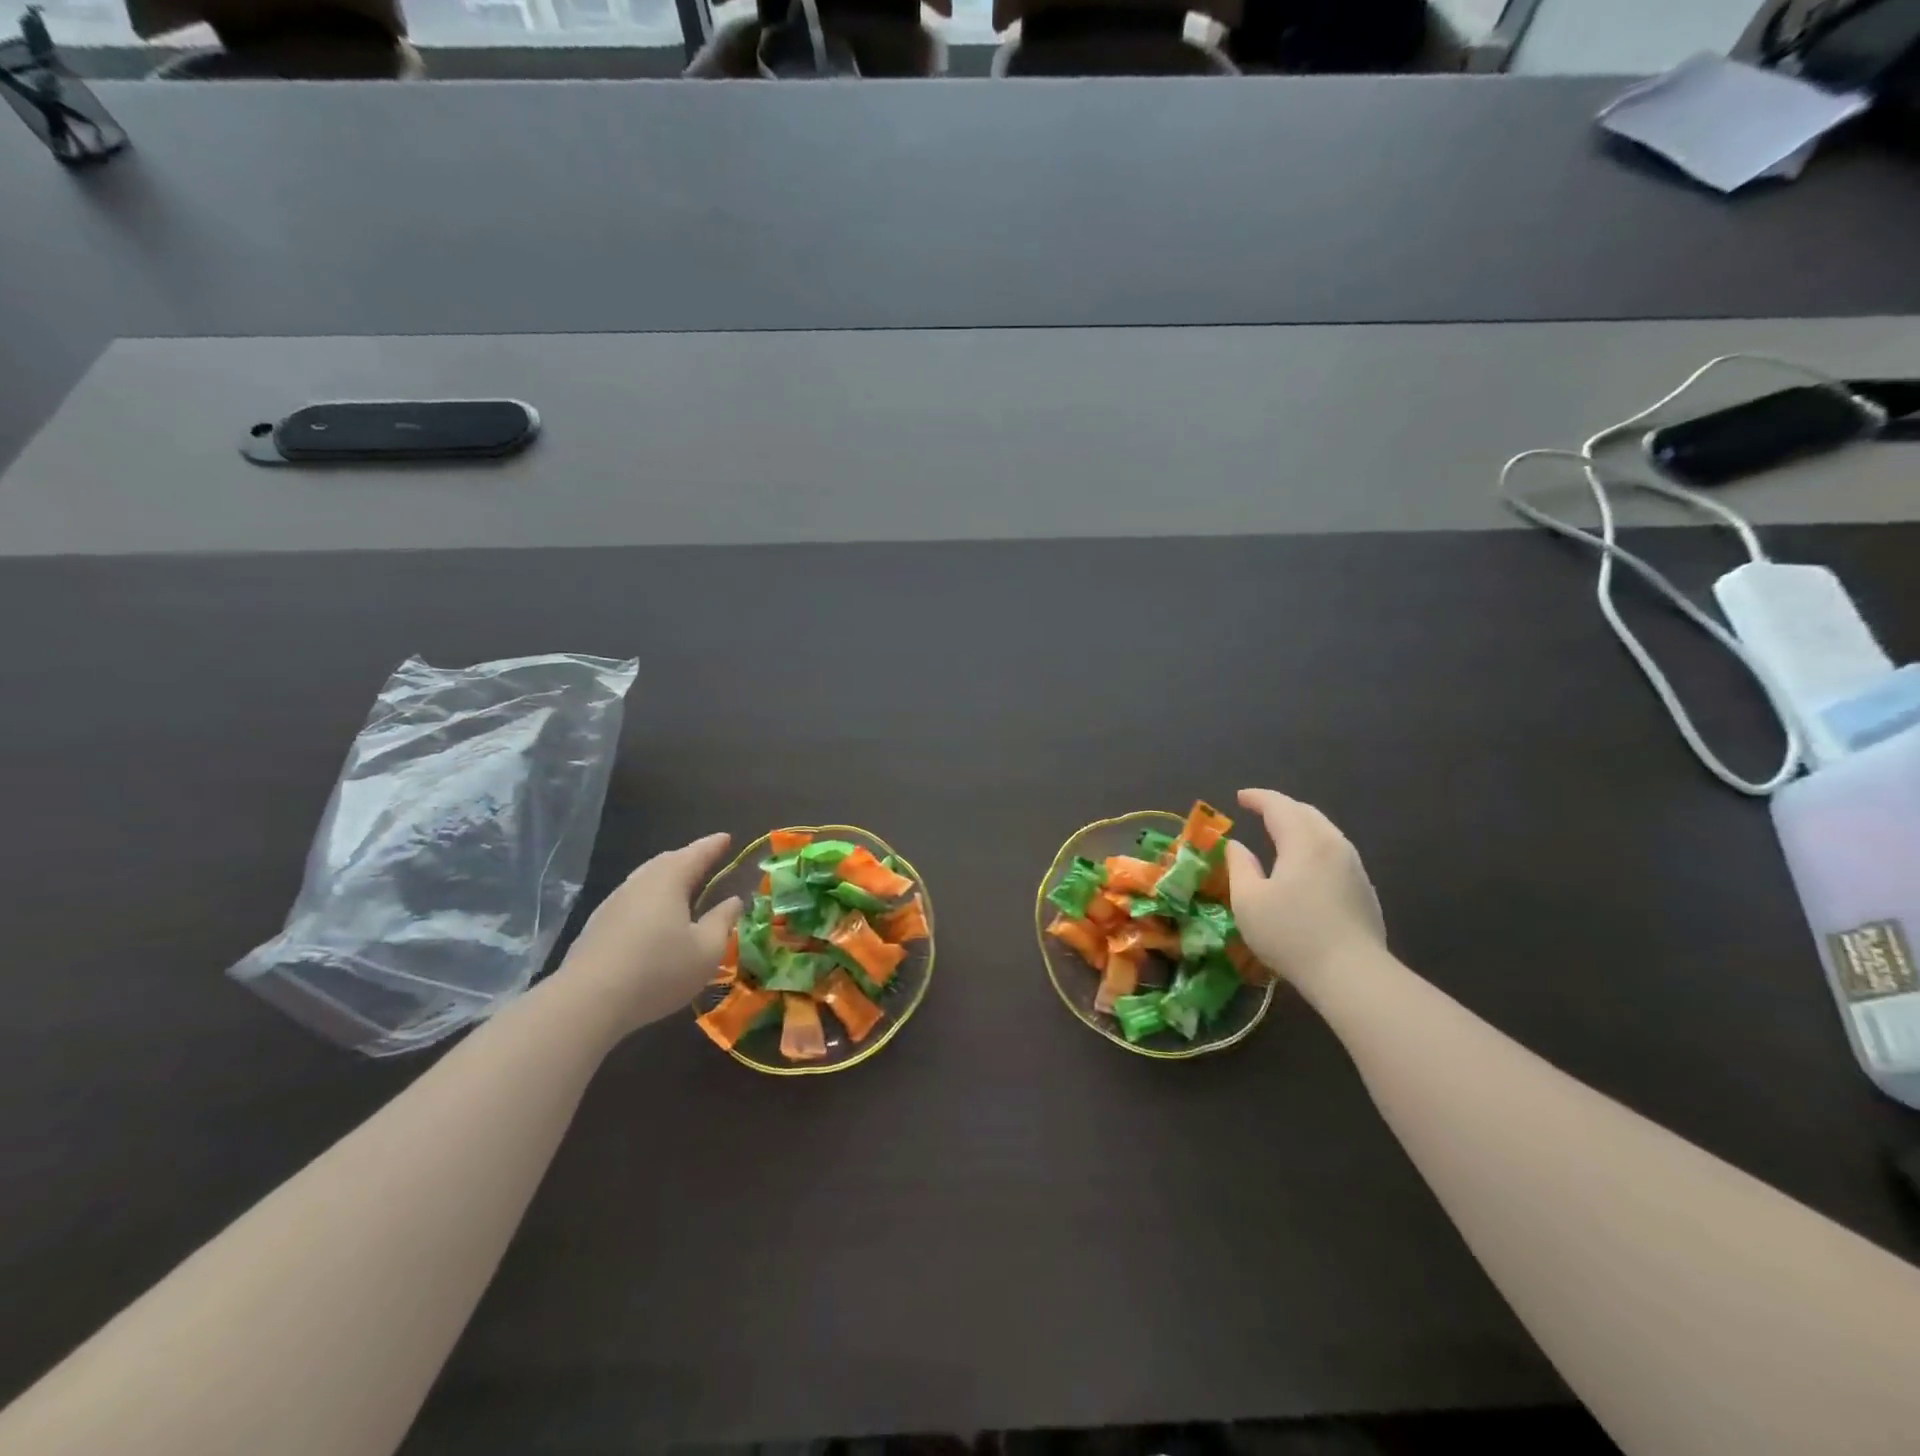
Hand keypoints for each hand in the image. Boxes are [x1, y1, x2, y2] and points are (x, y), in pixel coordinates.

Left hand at [552, 833, 742, 1037]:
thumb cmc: (659, 970)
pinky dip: (648, 902)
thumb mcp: (706, 950)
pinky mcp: (596, 927)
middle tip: (705, 861)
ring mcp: (612, 904)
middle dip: (688, 859)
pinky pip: (630, 902)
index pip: (697, 854)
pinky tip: (652, 921)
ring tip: (682, 890)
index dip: (714, 846)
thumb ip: (722, 921)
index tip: (727, 838)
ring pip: (645, 881)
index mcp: (669, 880)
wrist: (588, 1002)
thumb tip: (733, 900)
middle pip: (667, 862)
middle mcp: (639, 883)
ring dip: (666, 881)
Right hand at [1224, 788, 1385, 998]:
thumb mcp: (1249, 901)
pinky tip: (1304, 865)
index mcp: (1303, 841)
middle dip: (1281, 807)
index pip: (1279, 806)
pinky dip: (1313, 846)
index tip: (1240, 797)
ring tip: (1279, 834)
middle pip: (1306, 813)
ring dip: (1299, 826)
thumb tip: (1237, 846)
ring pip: (1324, 832)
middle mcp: (1333, 844)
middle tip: (1259, 811)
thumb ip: (1239, 866)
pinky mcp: (1364, 888)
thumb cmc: (1292, 934)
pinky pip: (1334, 852)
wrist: (1352, 974)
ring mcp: (1354, 866)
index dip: (1258, 798)